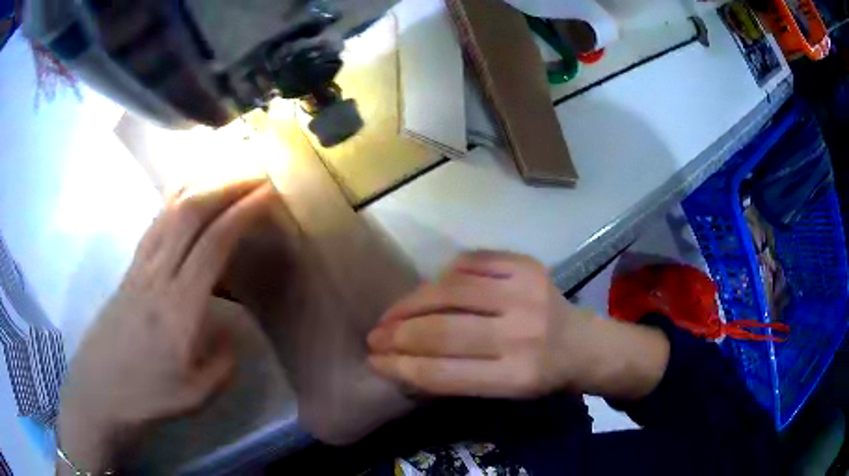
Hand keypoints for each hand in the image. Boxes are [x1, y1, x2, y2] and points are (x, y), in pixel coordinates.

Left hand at [57, 179, 273, 473]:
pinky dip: (175, 200)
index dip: (242, 213)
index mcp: (178, 309)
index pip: (213, 245)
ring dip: (200, 184)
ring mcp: (138, 268)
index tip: (268, 193)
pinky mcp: (128, 270)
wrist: (99, 392)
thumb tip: (232, 332)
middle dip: (225, 184)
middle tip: (253, 172)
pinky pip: (155, 223)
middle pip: (190, 213)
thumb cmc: (147, 398)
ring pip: (169, 211)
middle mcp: (157, 276)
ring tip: (225, 172)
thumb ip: (224, 362)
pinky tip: (187, 196)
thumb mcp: (198, 396)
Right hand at [367, 251, 669, 399]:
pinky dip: (443, 276)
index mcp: (516, 377)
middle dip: (397, 335)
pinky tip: (431, 289)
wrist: (583, 342)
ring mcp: (526, 293)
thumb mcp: (503, 392)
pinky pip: (469, 263)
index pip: (441, 373)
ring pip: (449, 291)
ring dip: (409, 304)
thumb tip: (400, 361)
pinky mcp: (527, 265)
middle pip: (441, 332)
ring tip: (390, 314)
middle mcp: (522, 334)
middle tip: (374, 338)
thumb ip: (455, 378)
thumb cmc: (540, 375)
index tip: (374, 362)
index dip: (400, 367)